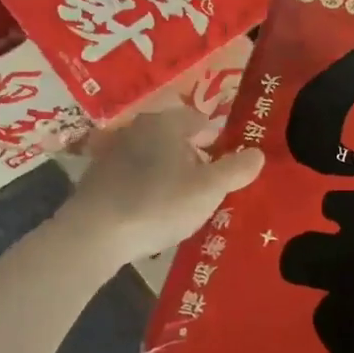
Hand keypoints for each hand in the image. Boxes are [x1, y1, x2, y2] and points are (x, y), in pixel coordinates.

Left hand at [60, 107, 264, 267]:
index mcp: (166, 123)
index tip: (229, 164)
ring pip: (153, 156)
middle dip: (194, 157)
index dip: (218, 140)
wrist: (94, 233)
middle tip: (210, 185)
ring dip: (169, 172)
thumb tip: (258, 153)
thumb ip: (236, 169)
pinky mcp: (97, 177)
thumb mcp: (208, 189)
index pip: (200, 119)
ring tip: (184, 201)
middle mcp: (137, 128)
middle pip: (175, 137)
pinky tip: (154, 210)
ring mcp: (113, 151)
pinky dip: (147, 186)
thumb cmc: (159, 203)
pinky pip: (133, 176)